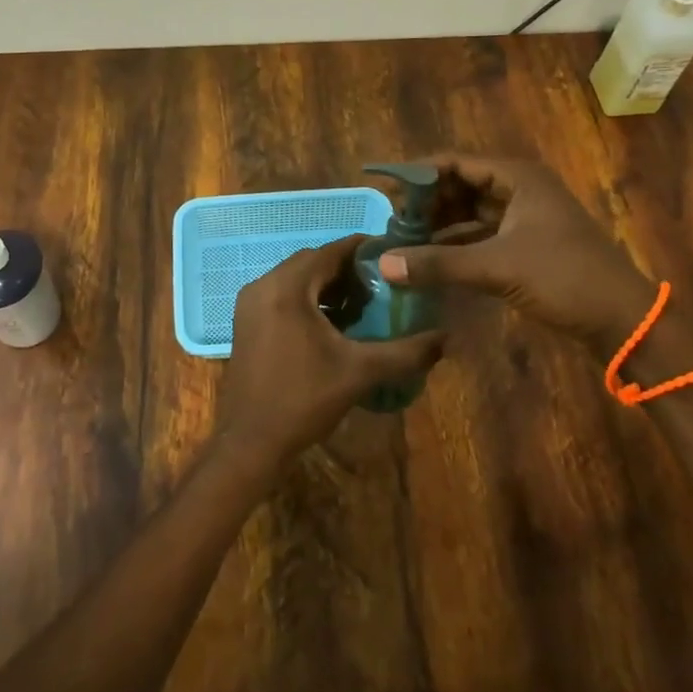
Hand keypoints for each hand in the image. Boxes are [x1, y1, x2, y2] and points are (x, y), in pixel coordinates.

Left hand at [215, 235, 443, 469]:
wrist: (251, 442)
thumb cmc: (304, 400)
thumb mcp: (360, 373)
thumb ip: (405, 352)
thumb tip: (446, 338)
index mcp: (287, 288)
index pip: (330, 251)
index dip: (363, 250)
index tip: (393, 255)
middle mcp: (263, 285)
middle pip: (312, 262)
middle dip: (347, 269)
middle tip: (382, 284)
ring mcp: (250, 303)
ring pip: (296, 279)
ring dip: (327, 285)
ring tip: (363, 303)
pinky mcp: (246, 321)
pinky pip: (282, 295)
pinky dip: (308, 299)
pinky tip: (333, 324)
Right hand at [377, 154, 665, 348]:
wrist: (623, 320)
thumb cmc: (564, 278)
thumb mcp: (497, 267)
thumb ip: (438, 264)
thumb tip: (382, 264)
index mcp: (517, 177)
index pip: (453, 163)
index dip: (416, 174)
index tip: (381, 190)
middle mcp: (519, 189)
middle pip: (459, 185)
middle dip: (424, 202)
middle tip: (388, 222)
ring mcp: (523, 217)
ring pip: (468, 211)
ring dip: (438, 224)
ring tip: (401, 241)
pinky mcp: (525, 244)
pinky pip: (479, 235)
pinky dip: (455, 244)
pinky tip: (429, 259)